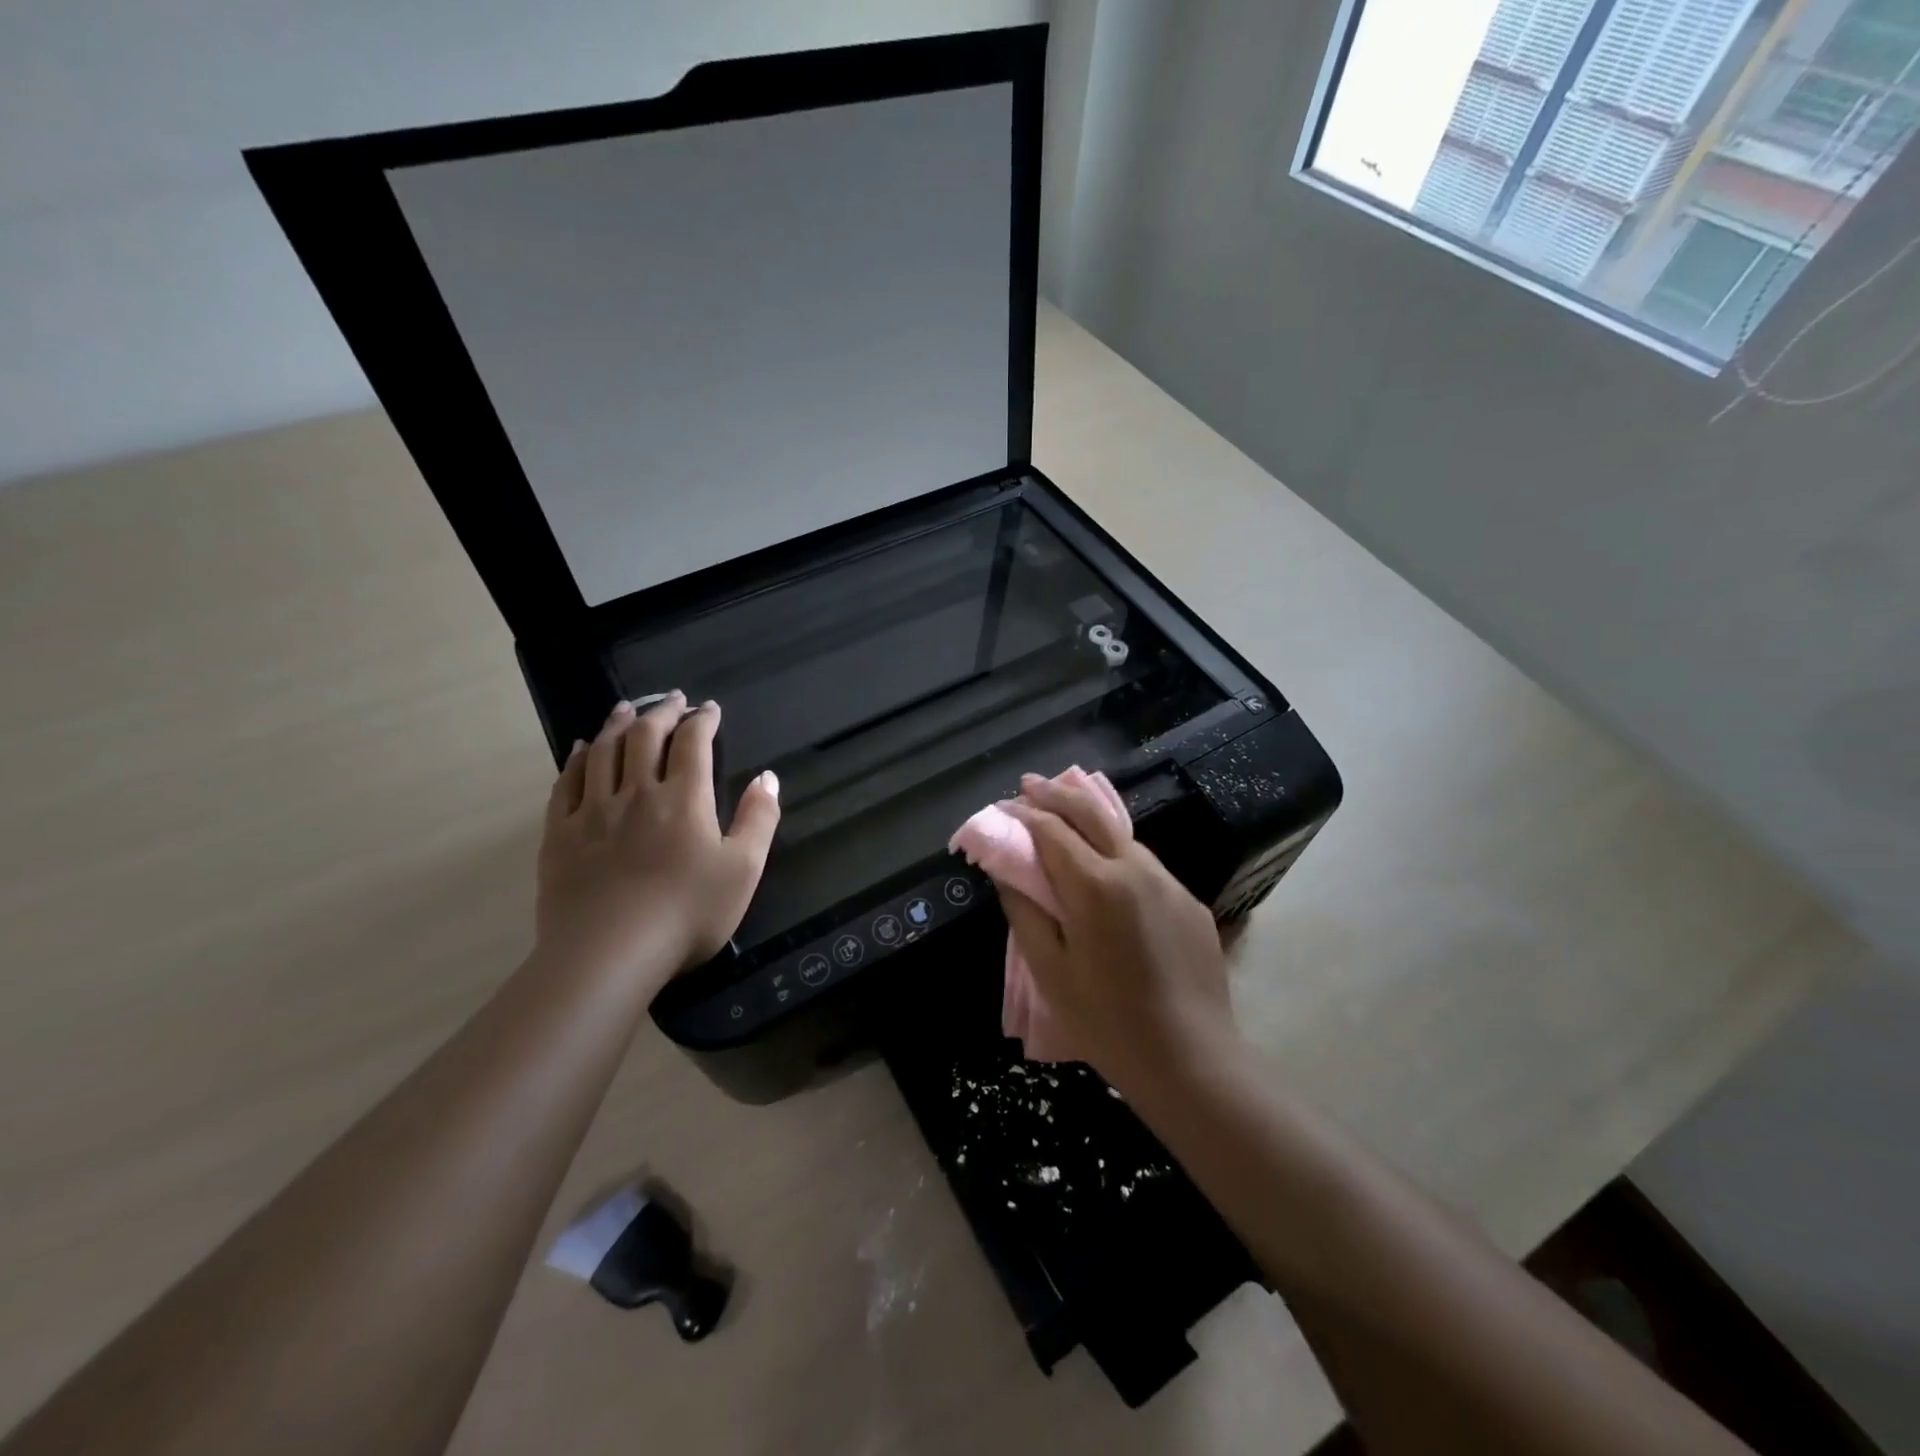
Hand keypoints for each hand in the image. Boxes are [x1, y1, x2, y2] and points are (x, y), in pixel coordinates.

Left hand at [537, 693, 779, 990]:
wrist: (609, 954)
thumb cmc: (687, 913)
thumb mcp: (744, 869)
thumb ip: (760, 819)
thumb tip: (768, 777)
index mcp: (684, 799)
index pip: (693, 743)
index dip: (702, 720)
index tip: (709, 709)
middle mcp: (636, 793)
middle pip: (645, 737)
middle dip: (662, 712)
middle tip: (673, 699)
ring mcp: (593, 812)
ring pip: (604, 752)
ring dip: (618, 724)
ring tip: (626, 708)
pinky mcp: (561, 835)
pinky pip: (566, 784)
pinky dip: (577, 759)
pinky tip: (583, 749)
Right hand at [996, 772, 1236, 1089]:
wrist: (1193, 1061)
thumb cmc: (1108, 1023)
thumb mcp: (1050, 971)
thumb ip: (1025, 911)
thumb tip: (1008, 872)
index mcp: (1097, 886)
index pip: (1051, 830)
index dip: (1022, 814)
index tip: (1001, 806)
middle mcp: (1136, 869)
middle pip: (1091, 812)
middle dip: (1056, 793)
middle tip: (1029, 784)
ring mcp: (1169, 883)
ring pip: (1122, 835)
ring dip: (1088, 818)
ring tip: (1062, 814)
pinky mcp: (1189, 901)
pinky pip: (1145, 865)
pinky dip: (1116, 852)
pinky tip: (1105, 870)